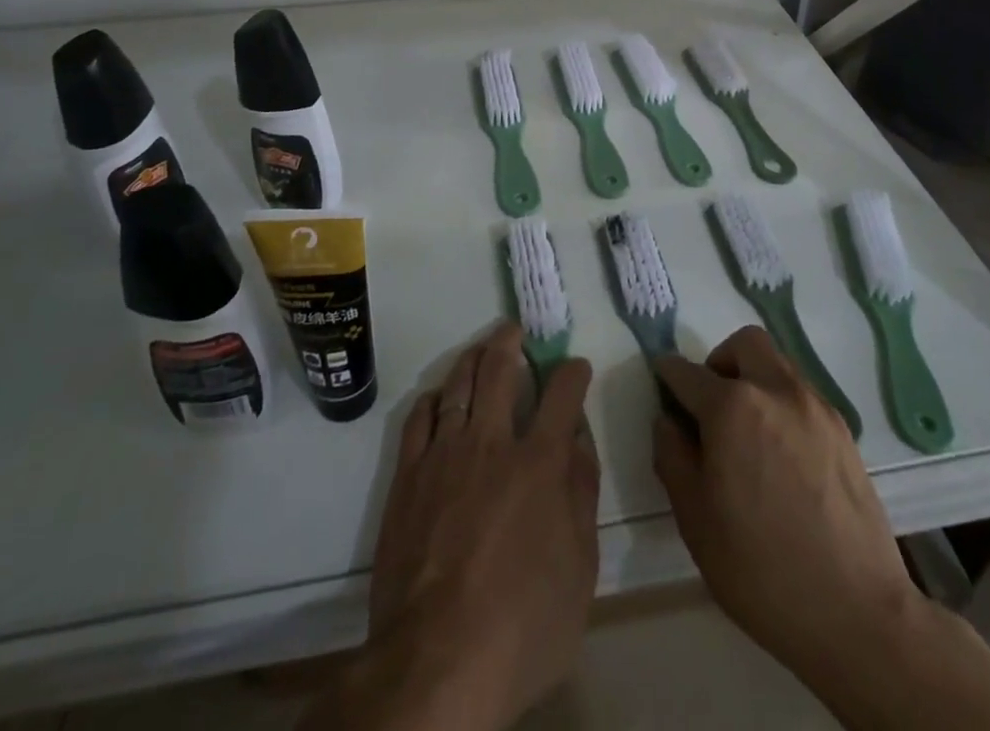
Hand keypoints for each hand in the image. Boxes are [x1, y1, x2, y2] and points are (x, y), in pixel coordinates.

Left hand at [303, 322, 598, 730]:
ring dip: (471, 360)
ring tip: (479, 348)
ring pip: (458, 386)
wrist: (435, 661)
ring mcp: (444, 455)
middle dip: (510, 343)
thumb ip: (581, 496)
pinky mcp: (408, 477)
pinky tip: (438, 396)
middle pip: (499, 371)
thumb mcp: (579, 570)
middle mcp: (491, 443)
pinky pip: (419, 419)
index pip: (561, 395)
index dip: (572, 372)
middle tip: (514, 329)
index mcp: (538, 463)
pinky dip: (433, 399)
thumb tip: (580, 442)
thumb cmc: (522, 625)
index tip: (575, 365)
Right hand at [653, 327, 918, 693]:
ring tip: (749, 434)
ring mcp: (815, 407)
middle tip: (712, 405)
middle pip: (744, 344)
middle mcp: (775, 390)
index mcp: (732, 407)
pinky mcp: (844, 431)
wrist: (858, 614)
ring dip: (754, 380)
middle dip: (720, 362)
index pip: (688, 372)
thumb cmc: (761, 569)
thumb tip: (668, 421)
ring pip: (777, 365)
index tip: (662, 383)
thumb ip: (672, 457)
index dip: (668, 375)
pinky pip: (802, 395)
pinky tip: (782, 455)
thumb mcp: (695, 519)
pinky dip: (782, 405)